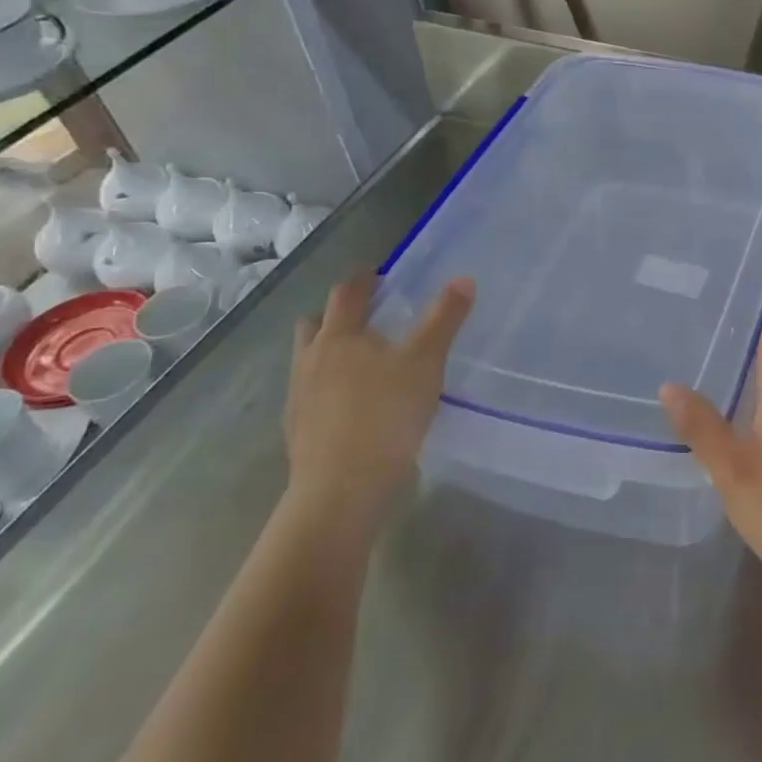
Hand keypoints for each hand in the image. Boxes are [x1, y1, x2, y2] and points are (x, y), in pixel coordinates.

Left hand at [285, 273, 473, 530]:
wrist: (342, 488)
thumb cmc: (386, 414)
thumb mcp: (426, 362)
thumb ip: (444, 319)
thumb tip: (463, 279)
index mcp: (340, 336)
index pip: (347, 293)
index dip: (363, 279)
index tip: (377, 274)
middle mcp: (311, 358)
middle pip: (316, 324)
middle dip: (337, 315)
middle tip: (367, 318)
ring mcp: (299, 396)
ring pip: (309, 360)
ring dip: (329, 352)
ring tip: (361, 362)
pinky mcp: (297, 429)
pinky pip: (310, 394)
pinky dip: (327, 388)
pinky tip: (352, 405)